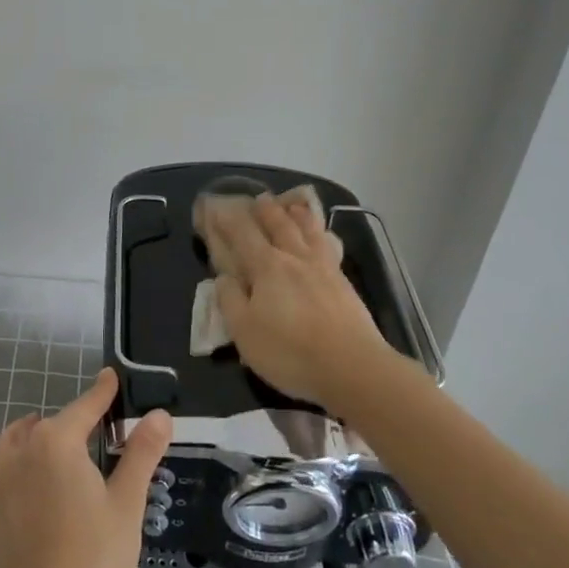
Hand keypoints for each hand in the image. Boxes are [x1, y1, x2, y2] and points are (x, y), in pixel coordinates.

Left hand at [0, 369, 171, 567]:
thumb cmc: (96, 558)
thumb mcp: (127, 503)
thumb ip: (141, 452)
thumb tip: (159, 414)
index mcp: (57, 441)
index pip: (85, 406)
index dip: (101, 392)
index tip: (110, 377)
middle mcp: (18, 448)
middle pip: (47, 426)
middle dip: (68, 428)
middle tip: (89, 445)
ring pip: (13, 444)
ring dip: (31, 443)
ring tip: (50, 459)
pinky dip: (2, 474)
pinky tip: (15, 489)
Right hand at [206, 194, 396, 403]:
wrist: (354, 368)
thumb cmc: (290, 352)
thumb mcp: (244, 332)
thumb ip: (230, 300)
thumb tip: (223, 278)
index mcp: (266, 266)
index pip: (242, 233)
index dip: (226, 218)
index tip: (215, 208)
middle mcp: (294, 257)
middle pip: (278, 223)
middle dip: (264, 209)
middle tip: (257, 199)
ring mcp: (324, 267)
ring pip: (307, 230)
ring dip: (296, 214)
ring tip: (291, 204)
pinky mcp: (344, 282)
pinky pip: (328, 245)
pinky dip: (320, 233)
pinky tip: (322, 237)